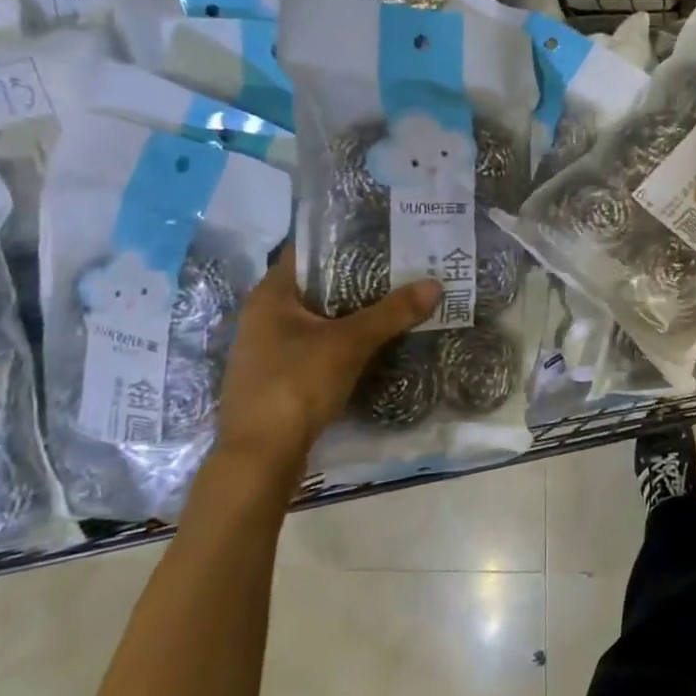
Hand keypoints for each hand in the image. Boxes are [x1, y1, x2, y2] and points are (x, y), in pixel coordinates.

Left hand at [213, 254, 440, 485]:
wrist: (260, 457)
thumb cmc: (297, 385)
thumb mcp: (350, 344)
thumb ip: (392, 313)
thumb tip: (434, 284)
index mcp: (270, 296)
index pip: (307, 253)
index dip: (343, 242)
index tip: (382, 238)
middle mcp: (262, 316)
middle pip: (315, 286)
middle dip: (356, 279)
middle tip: (399, 270)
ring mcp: (267, 350)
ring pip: (316, 319)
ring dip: (350, 313)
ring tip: (393, 303)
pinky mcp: (277, 378)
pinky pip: (314, 346)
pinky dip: (341, 340)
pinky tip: (371, 344)